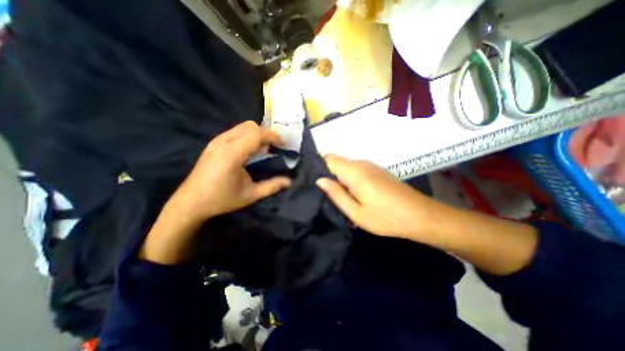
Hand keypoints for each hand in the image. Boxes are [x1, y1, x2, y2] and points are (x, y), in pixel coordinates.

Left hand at [141, 122, 290, 263]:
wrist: (190, 202)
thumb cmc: (222, 199)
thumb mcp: (250, 195)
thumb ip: (272, 186)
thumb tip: (289, 181)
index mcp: (232, 154)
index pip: (256, 134)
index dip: (273, 137)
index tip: (283, 145)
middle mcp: (223, 142)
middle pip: (250, 126)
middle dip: (266, 134)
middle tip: (273, 148)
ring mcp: (216, 141)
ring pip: (242, 127)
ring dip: (257, 134)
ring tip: (263, 150)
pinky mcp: (213, 143)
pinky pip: (235, 131)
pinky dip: (247, 136)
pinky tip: (249, 151)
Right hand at [317, 155, 435, 239]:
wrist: (421, 216)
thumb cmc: (386, 218)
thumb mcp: (356, 212)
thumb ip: (336, 194)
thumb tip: (319, 180)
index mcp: (354, 172)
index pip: (328, 158)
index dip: (319, 167)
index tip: (316, 183)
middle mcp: (362, 164)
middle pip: (337, 162)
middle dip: (330, 176)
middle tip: (329, 195)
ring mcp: (371, 166)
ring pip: (347, 167)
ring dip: (341, 179)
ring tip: (343, 198)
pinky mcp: (378, 171)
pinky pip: (357, 170)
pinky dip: (352, 179)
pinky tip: (357, 195)